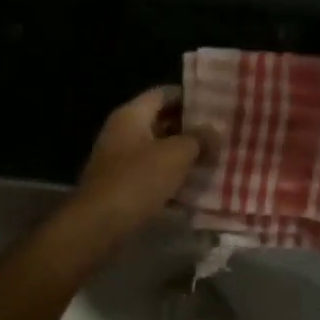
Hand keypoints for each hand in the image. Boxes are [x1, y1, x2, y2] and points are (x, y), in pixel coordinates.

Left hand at [73, 87, 215, 229]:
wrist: (98, 226)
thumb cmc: (137, 180)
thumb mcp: (176, 155)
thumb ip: (198, 139)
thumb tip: (214, 132)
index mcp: (131, 115)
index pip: (164, 93)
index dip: (190, 97)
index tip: (216, 105)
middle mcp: (123, 132)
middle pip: (161, 121)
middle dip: (191, 129)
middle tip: (221, 135)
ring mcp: (120, 160)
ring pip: (159, 150)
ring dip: (184, 155)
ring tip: (215, 160)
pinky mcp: (123, 186)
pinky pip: (153, 174)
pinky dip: (172, 178)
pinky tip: (196, 187)